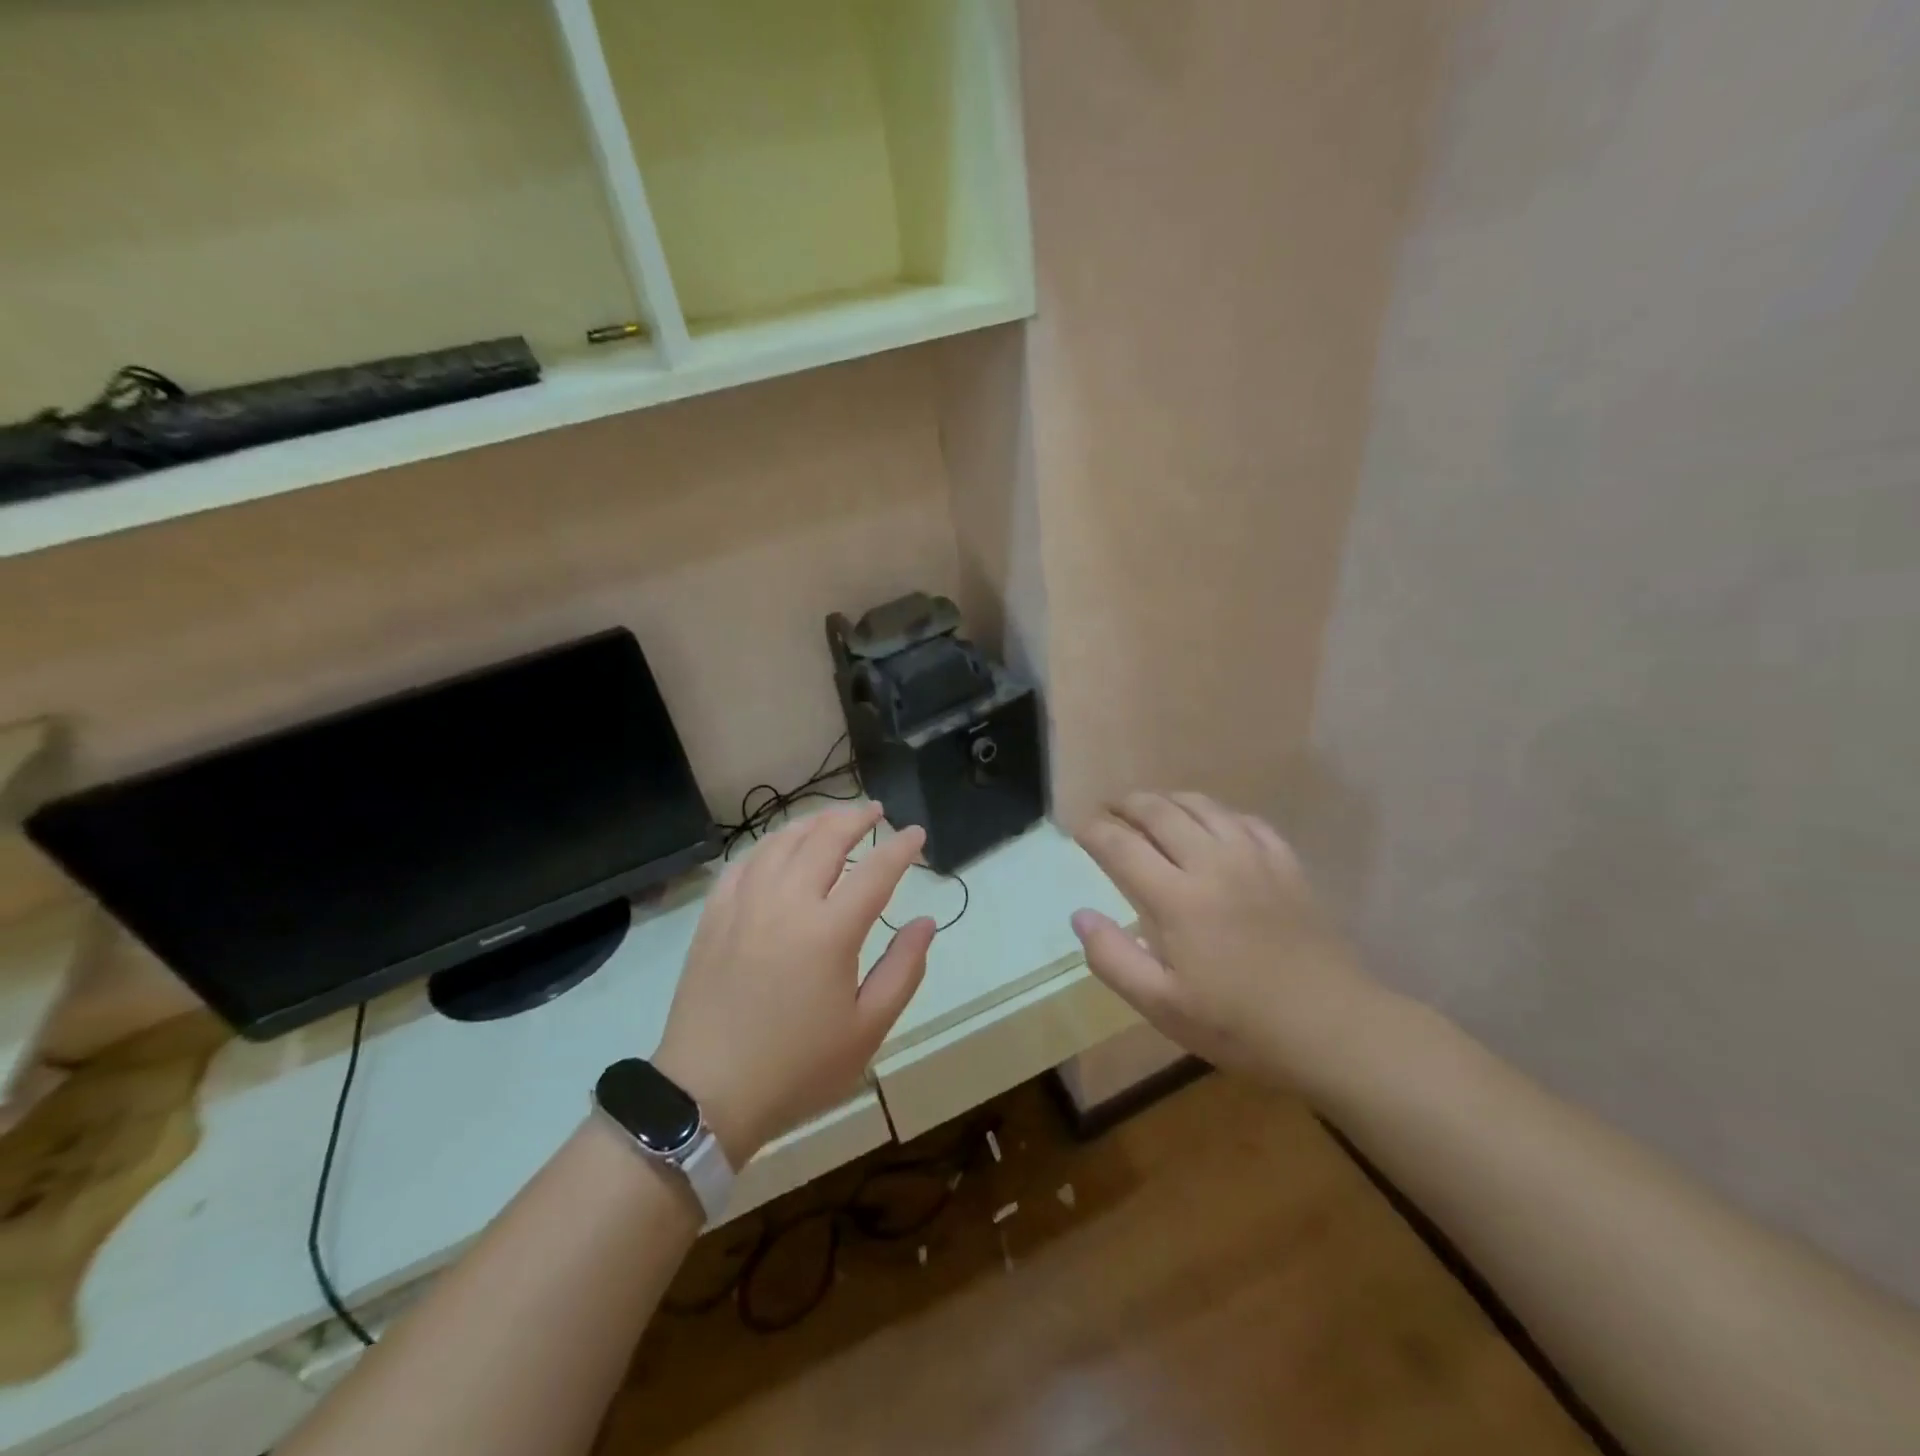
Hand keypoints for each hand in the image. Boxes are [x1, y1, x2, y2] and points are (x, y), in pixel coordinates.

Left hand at [655, 804, 934, 1163]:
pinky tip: (778, 850)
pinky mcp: (714, 917)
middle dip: (856, 818)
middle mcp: (787, 903)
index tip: (917, 833)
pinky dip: (768, 846)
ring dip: (812, 823)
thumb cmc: (798, 1067)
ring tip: (831, 821)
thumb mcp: (867, 1029)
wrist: (707, 1095)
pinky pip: (744, 863)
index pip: (876, 871)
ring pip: (781, 842)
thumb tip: (925, 923)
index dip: (901, 847)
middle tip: (875, 811)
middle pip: (825, 840)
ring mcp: (745, 905)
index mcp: (830, 931)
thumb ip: (903, 970)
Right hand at [1070, 791, 1378, 1081]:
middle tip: (1108, 810)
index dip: (1094, 831)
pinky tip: (1212, 824)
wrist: (1331, 1028)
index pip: (1122, 845)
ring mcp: (1254, 858)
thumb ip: (1114, 959)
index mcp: (1176, 898)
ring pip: (1202, 806)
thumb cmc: (1238, 1024)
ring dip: (1168, 799)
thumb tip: (1080, 915)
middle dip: (1126, 804)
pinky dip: (1218, 812)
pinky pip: (1245, 819)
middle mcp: (1212, 863)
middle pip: (1159, 812)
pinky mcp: (1286, 864)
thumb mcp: (1162, 1006)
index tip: (1078, 830)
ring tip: (1151, 807)